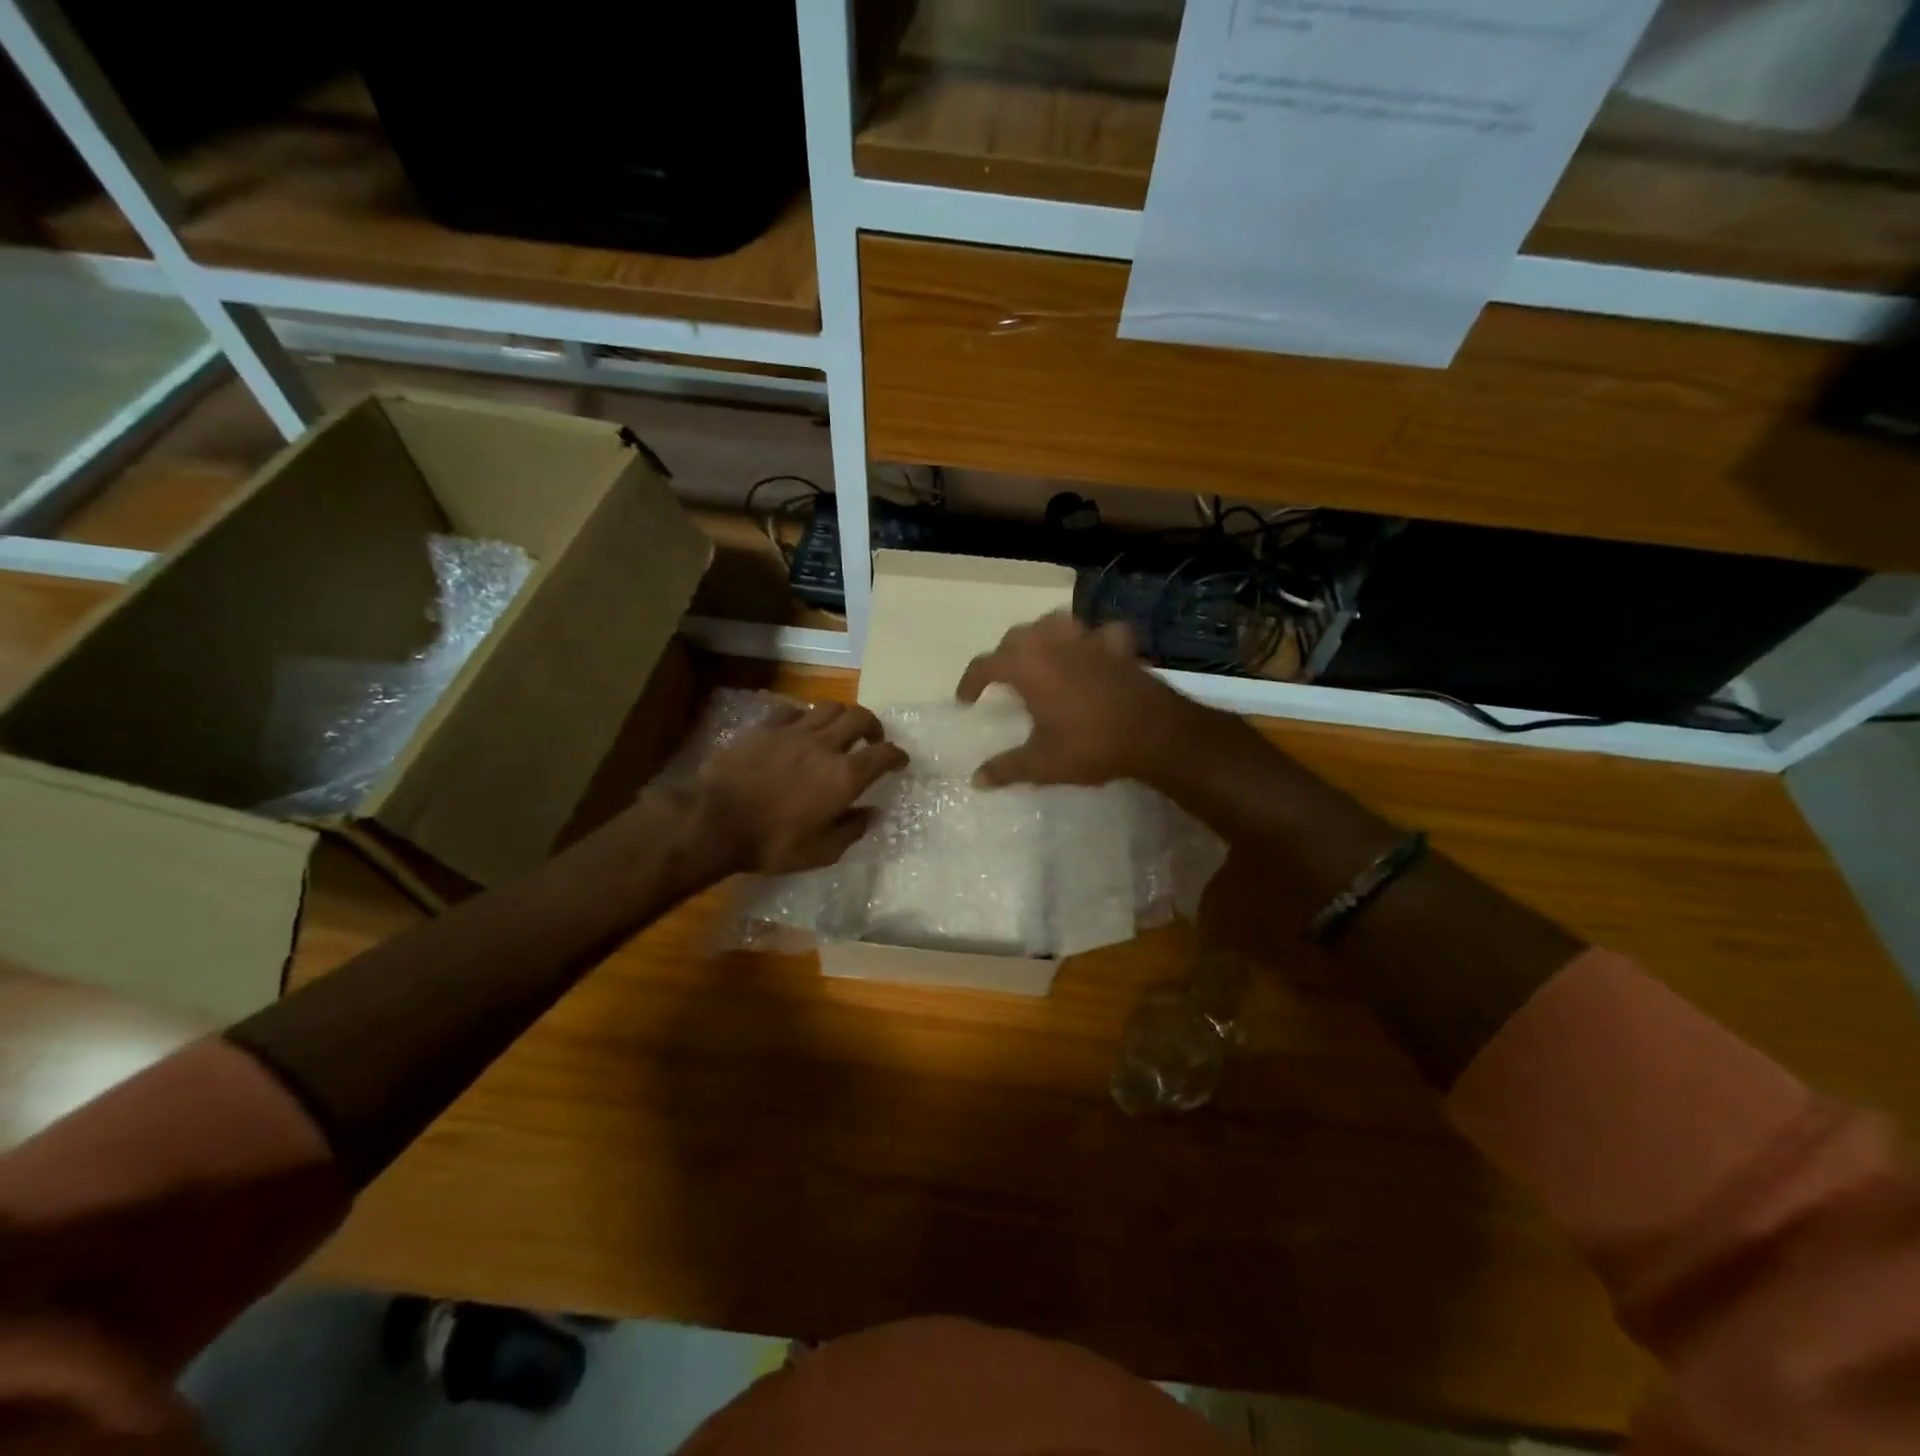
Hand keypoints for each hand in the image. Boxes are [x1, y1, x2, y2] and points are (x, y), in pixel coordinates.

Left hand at [696, 703, 908, 873]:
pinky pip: (794, 710)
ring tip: (838, 730)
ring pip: (829, 706)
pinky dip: (805, 717)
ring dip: (842, 716)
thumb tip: (872, 814)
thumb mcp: (820, 852)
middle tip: (872, 740)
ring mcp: (794, 731)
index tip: (900, 761)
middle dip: (873, 726)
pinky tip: (800, 729)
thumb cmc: (771, 843)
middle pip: (860, 717)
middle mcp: (825, 745)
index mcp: (844, 776)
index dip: (897, 755)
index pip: (884, 754)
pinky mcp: (766, 727)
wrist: (714, 821)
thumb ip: (851, 830)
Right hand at [956, 613, 1206, 787]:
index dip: (970, 681)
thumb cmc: (1090, 745)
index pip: (985, 664)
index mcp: (1027, 666)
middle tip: (1002, 679)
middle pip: (1017, 636)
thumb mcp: (1042, 764)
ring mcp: (1088, 640)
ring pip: (1055, 623)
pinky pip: (1101, 633)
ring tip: (1040, 657)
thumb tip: (976, 779)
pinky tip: (1093, 653)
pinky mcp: (1118, 647)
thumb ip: (1006, 768)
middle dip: (1004, 655)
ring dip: (1042, 636)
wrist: (1155, 734)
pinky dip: (1093, 640)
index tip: (966, 701)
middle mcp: (1053, 643)